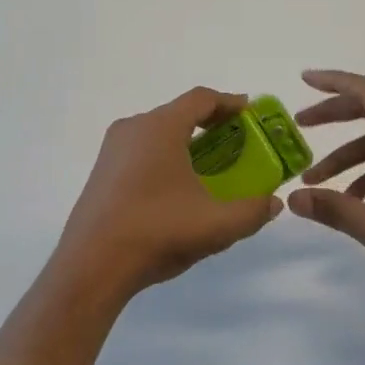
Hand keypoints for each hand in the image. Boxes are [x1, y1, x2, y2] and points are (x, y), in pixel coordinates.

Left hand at [51, 87, 281, 304]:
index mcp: (160, 128)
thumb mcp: (216, 225)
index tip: (250, 112)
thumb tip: (273, 202)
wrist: (92, 265)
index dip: (229, 102)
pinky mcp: (102, 172)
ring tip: (211, 165)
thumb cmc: (157, 232)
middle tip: (236, 141)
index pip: (200, 99)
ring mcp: (112, 150)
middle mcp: (133, 128)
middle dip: (210, 123)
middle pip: (178, 113)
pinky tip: (177, 187)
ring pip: (158, 133)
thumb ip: (252, 211)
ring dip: (186, 142)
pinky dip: (165, 156)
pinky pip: (141, 151)